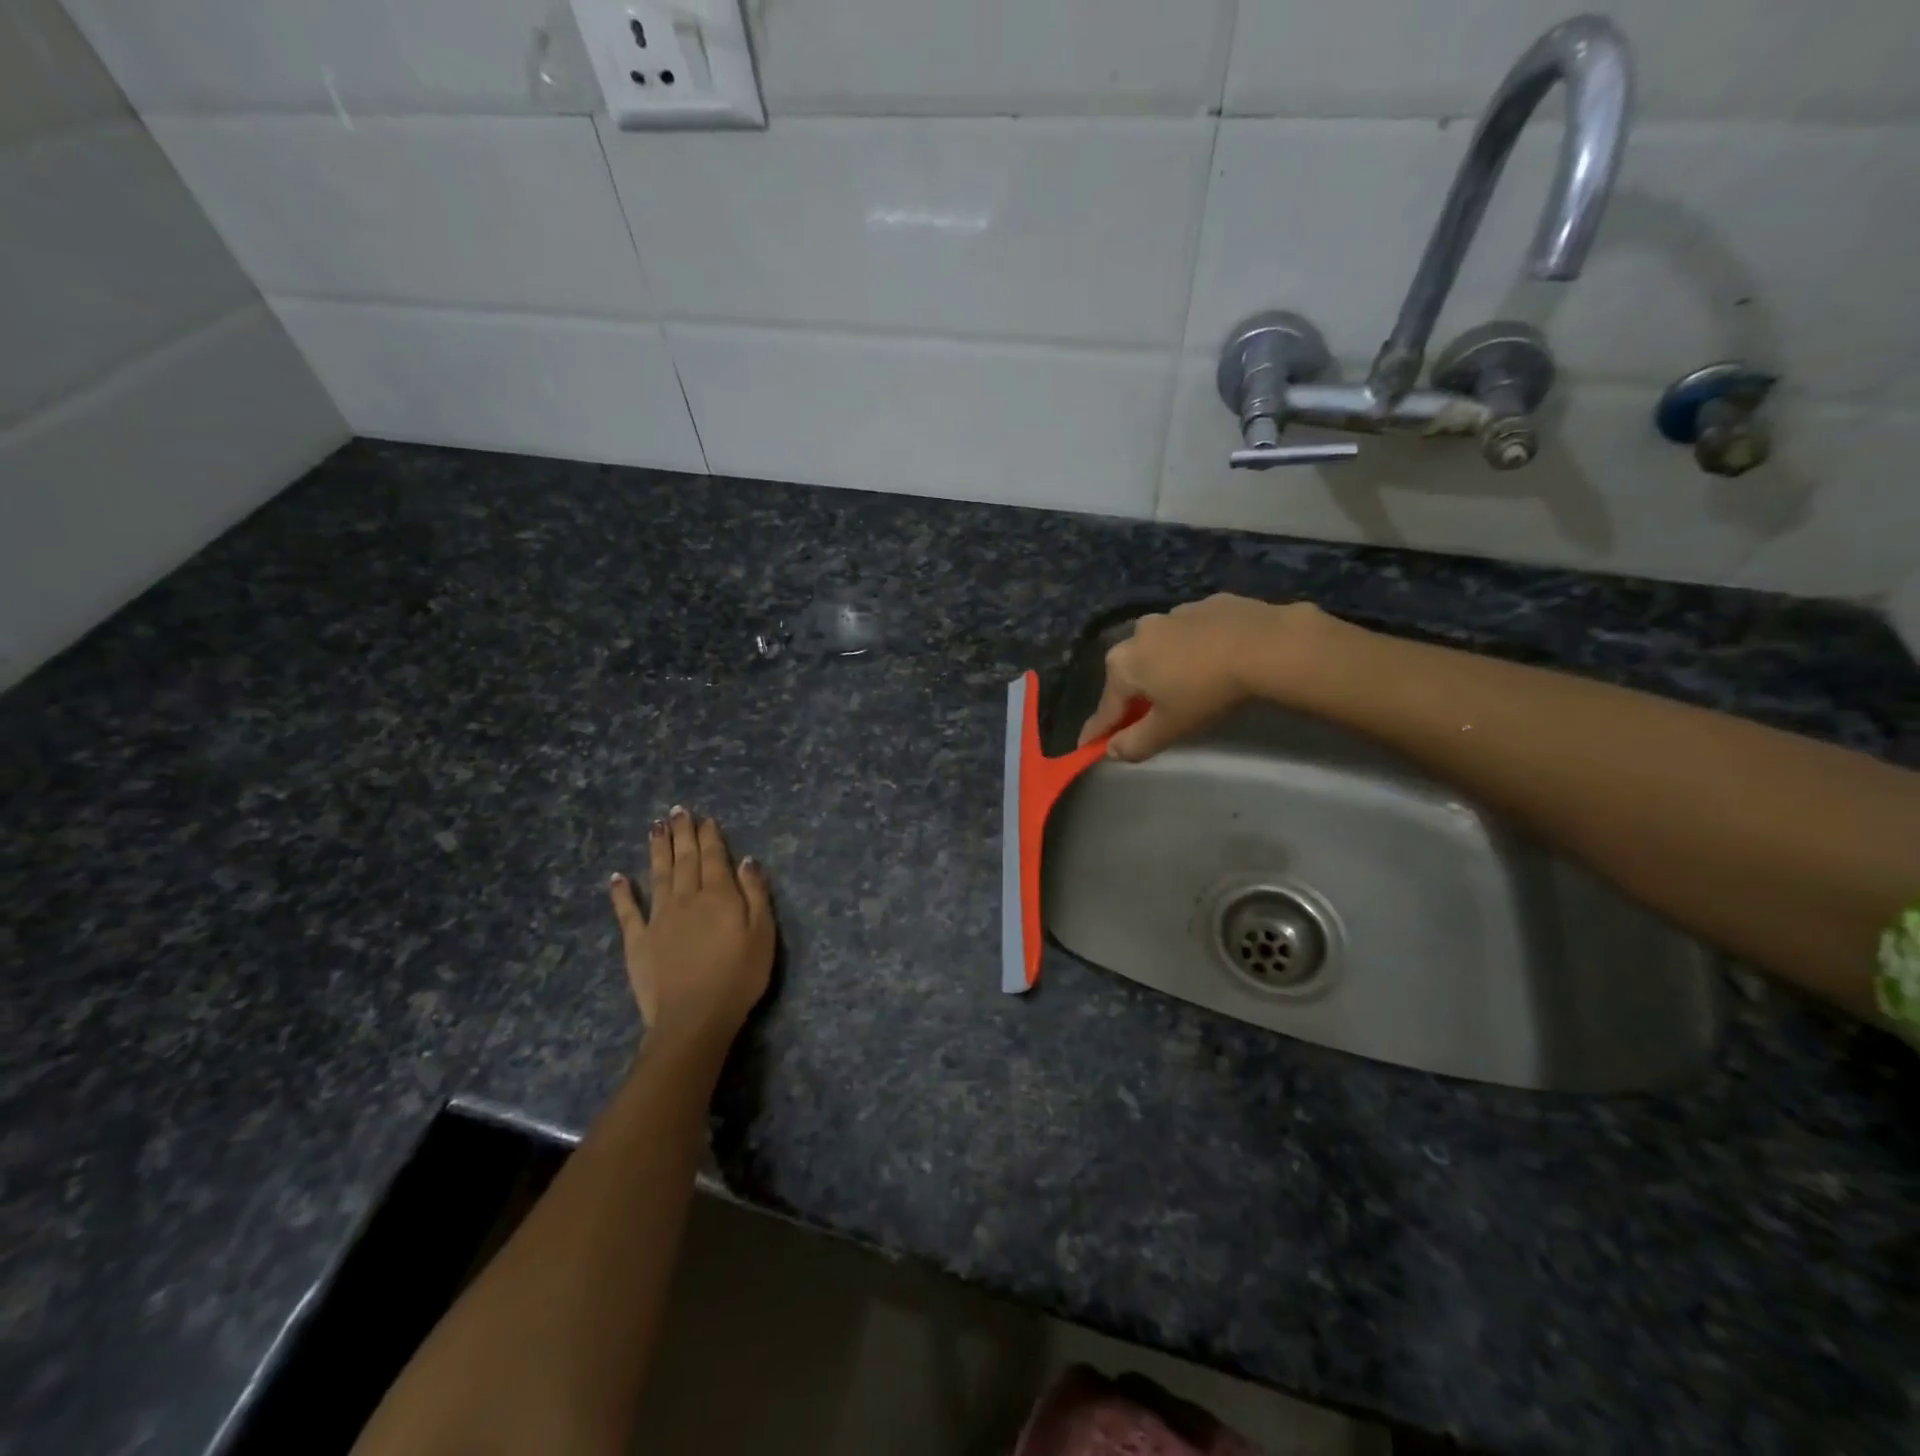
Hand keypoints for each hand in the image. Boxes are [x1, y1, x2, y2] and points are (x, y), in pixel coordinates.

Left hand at [609, 807, 774, 1046]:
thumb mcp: (763, 934)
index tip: (704, 817)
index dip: (709, 836)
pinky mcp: (638, 941)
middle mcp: (686, 898)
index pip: (714, 857)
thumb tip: (746, 860)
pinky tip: (617, 876)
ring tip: (655, 827)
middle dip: (682, 834)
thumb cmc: (739, 977)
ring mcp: (658, 918)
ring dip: (657, 849)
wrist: (694, 1017)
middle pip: (684, 859)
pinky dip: (622, 892)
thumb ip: (755, 894)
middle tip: (677, 811)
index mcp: (719, 895)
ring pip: (658, 875)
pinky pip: (628, 911)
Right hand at [1078, 595, 1329, 760]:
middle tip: (1150, 717)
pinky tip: (1216, 659)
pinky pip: (1192, 633)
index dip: (1097, 732)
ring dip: (1166, 668)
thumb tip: (1111, 751)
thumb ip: (1136, 742)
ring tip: (1190, 685)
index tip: (1087, 746)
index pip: (1105, 709)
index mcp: (1123, 665)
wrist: (1265, 644)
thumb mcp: (1170, 728)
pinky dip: (1196, 648)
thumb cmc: (1207, 691)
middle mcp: (1138, 633)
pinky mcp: (1206, 604)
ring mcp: (1173, 614)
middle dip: (1135, 696)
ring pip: (1161, 650)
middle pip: (1131, 674)